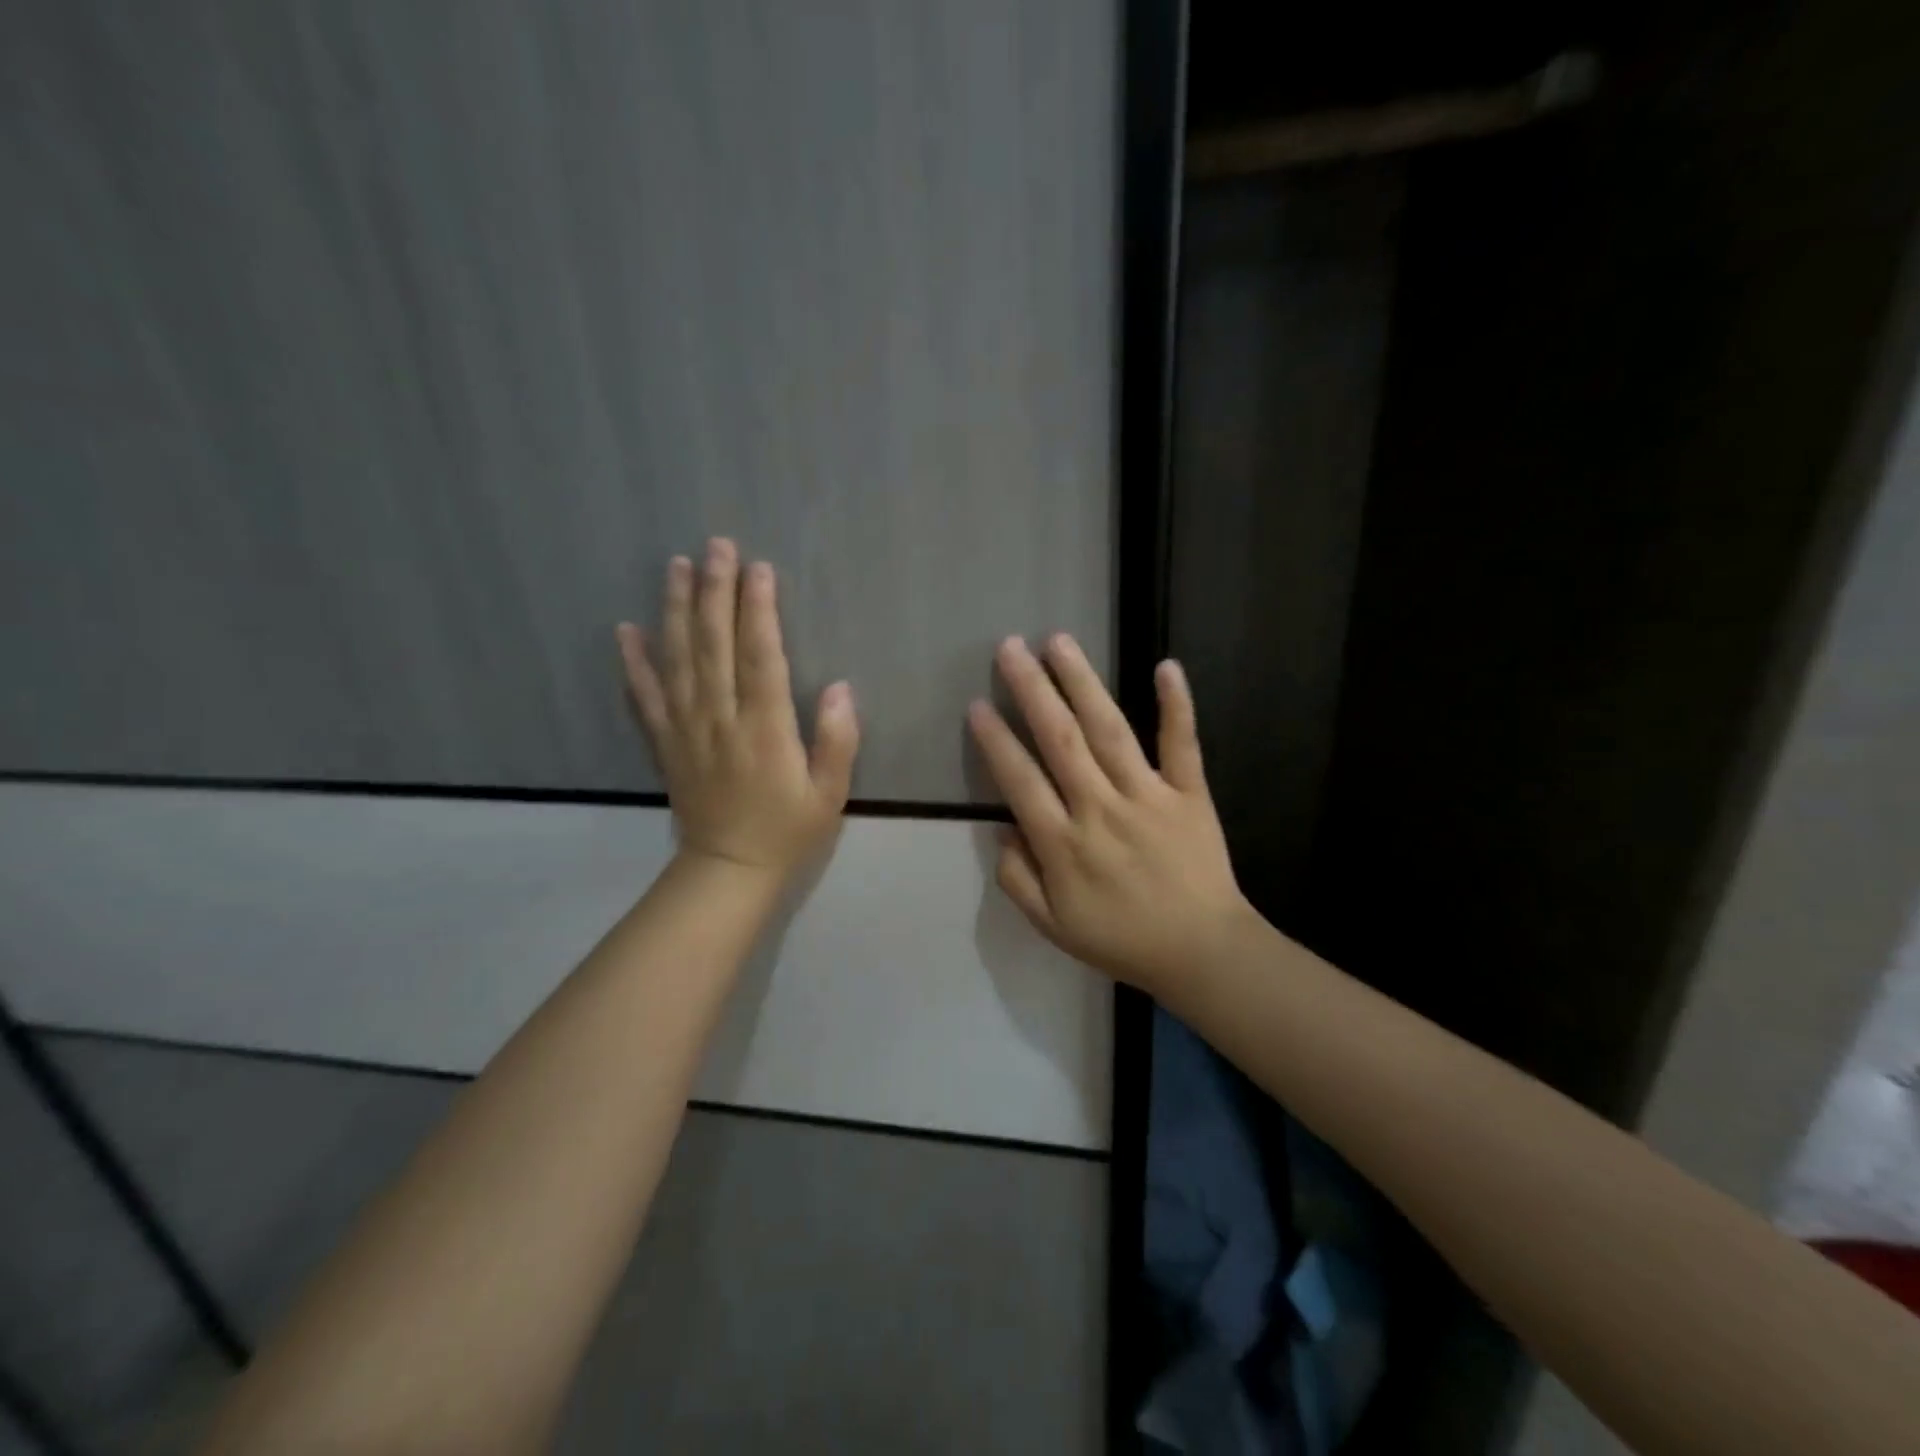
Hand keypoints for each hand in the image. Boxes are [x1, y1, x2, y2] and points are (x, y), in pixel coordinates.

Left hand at [618, 539, 858, 878]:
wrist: (728, 870)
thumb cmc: (787, 830)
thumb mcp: (829, 793)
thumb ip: (837, 740)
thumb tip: (840, 687)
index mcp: (765, 729)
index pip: (761, 656)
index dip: (759, 609)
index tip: (758, 568)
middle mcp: (721, 719)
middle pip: (715, 645)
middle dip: (716, 591)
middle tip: (716, 546)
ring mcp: (687, 729)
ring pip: (678, 660)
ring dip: (677, 610)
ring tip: (676, 566)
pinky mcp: (666, 743)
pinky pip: (645, 697)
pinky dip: (634, 662)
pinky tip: (627, 629)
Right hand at [967, 635, 1250, 994]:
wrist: (1202, 952)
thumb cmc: (1122, 939)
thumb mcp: (1052, 927)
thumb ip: (1017, 879)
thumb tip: (1001, 828)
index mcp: (1063, 844)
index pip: (1020, 781)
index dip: (996, 741)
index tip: (977, 705)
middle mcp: (1101, 809)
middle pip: (1060, 740)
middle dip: (1031, 691)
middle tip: (1009, 648)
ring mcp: (1148, 796)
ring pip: (1109, 730)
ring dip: (1082, 683)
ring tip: (1059, 642)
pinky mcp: (1190, 793)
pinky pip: (1181, 744)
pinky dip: (1176, 705)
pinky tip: (1165, 666)